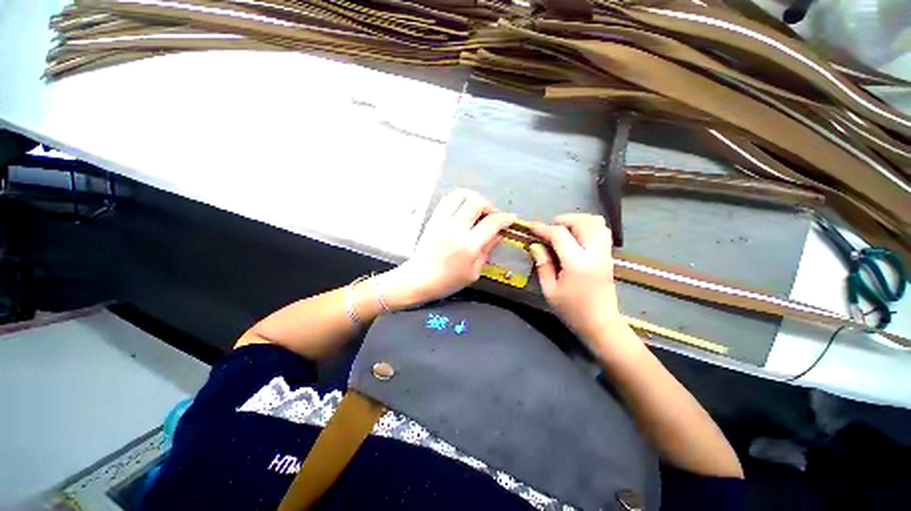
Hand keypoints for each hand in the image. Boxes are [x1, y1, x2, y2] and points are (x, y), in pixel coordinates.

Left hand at [381, 189, 515, 307]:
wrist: (418, 279)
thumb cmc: (447, 281)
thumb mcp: (473, 273)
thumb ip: (487, 251)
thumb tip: (497, 235)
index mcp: (468, 246)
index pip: (491, 223)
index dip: (505, 218)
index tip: (511, 218)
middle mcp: (455, 229)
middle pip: (476, 202)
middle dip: (489, 205)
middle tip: (492, 216)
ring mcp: (442, 222)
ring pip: (461, 195)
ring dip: (474, 198)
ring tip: (478, 209)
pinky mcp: (433, 219)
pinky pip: (447, 199)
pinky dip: (459, 199)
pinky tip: (463, 208)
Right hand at [526, 214, 622, 339]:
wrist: (600, 323)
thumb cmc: (571, 309)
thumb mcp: (550, 290)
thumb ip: (543, 264)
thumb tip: (536, 245)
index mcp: (578, 263)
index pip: (560, 235)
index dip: (543, 228)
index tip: (531, 227)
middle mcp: (595, 253)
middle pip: (583, 222)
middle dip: (563, 220)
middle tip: (549, 229)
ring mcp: (605, 253)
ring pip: (596, 223)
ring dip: (578, 221)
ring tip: (563, 230)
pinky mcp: (609, 256)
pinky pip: (602, 231)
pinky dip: (588, 226)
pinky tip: (575, 237)